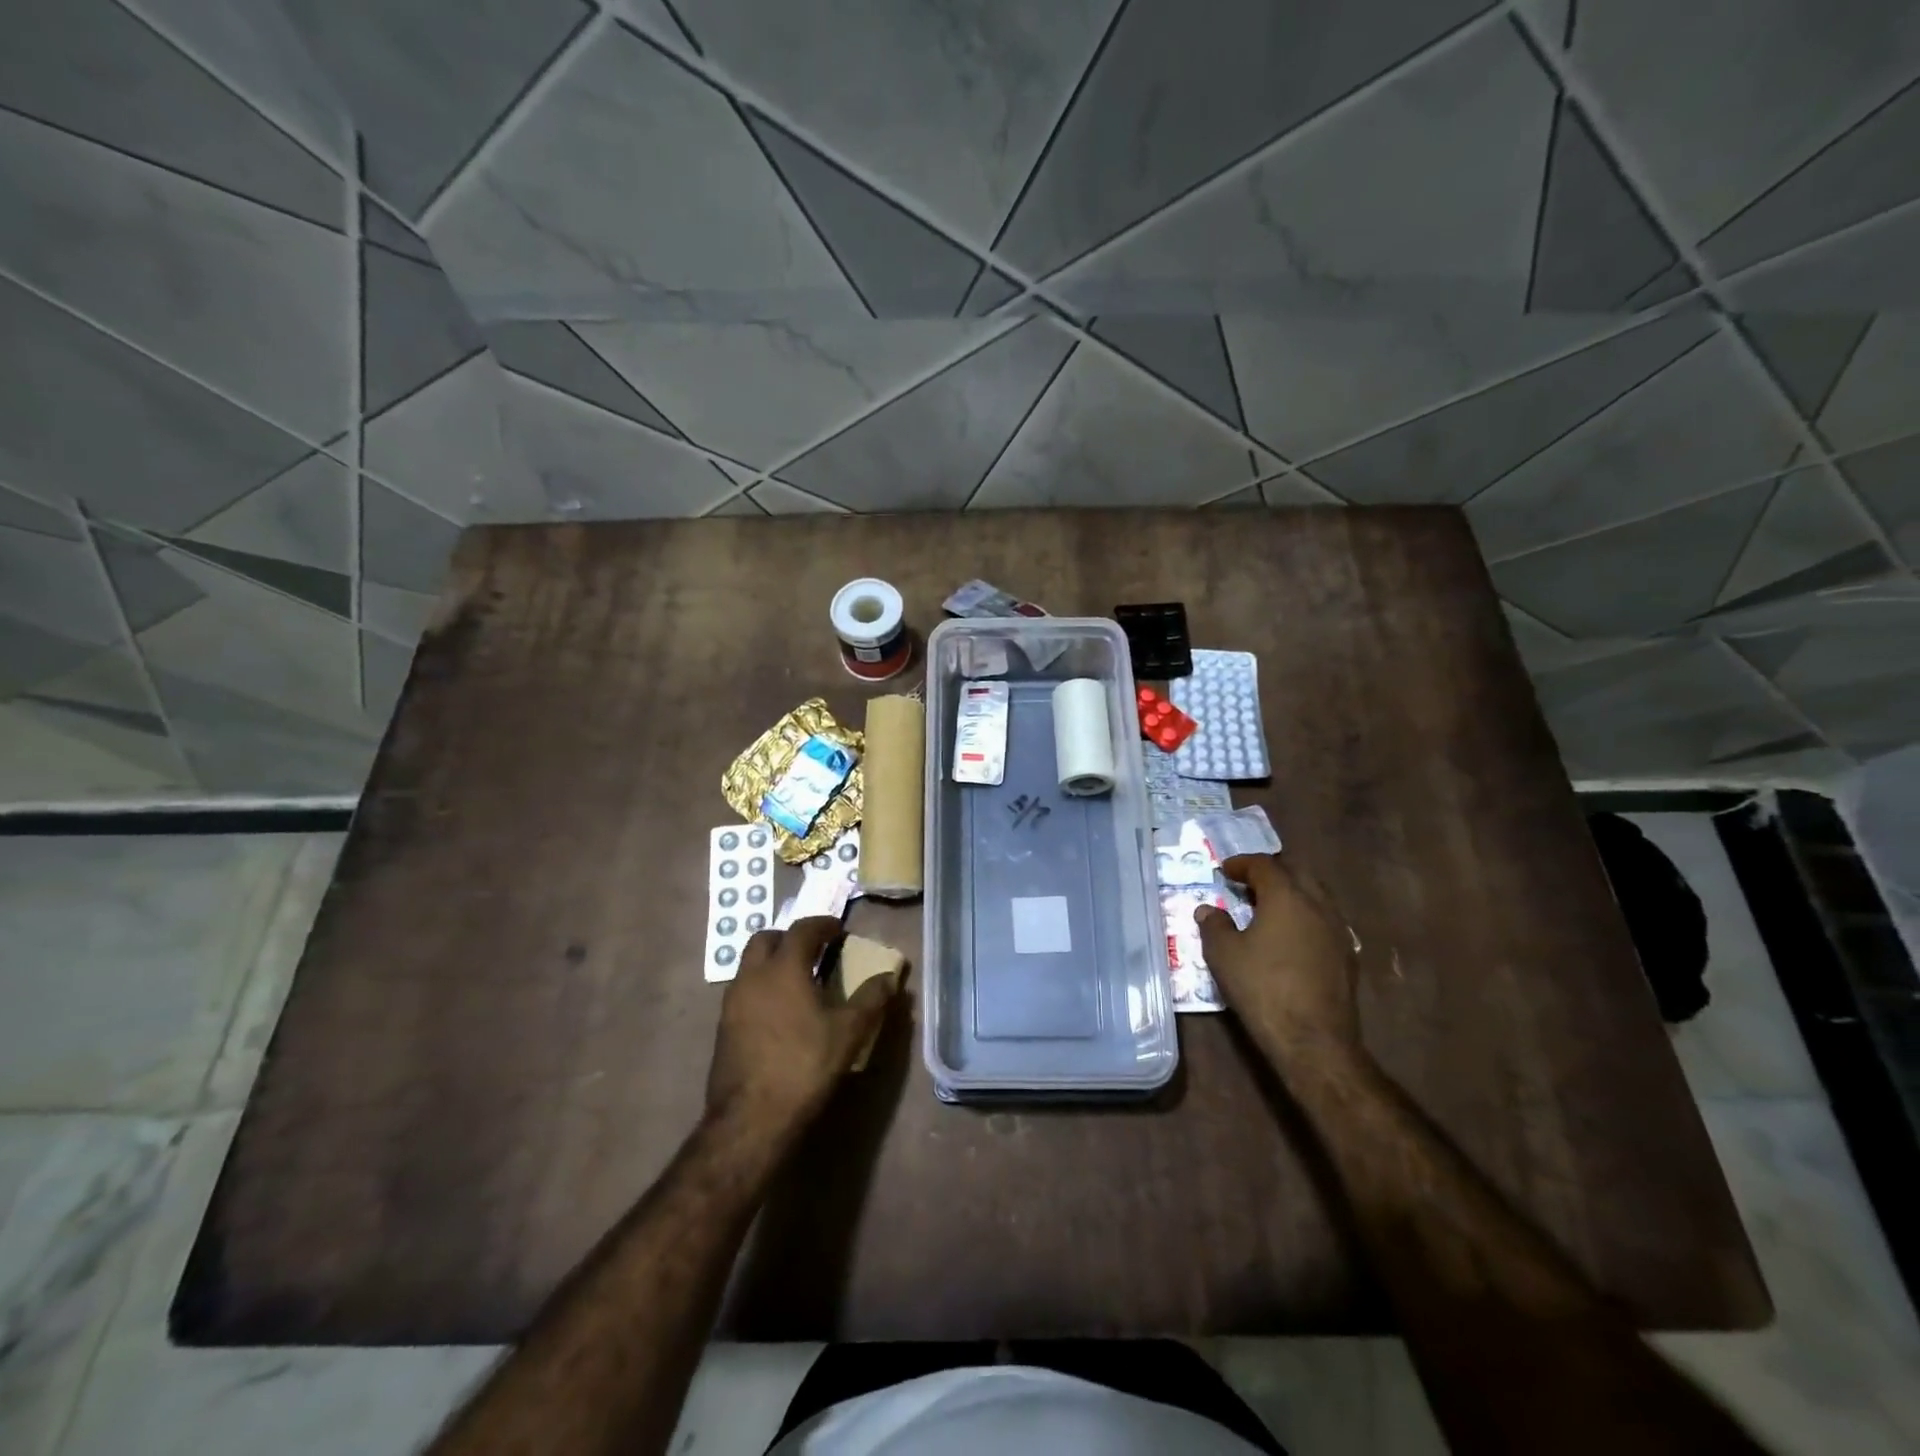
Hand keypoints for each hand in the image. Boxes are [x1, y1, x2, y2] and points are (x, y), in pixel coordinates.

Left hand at [706, 918, 895, 1132]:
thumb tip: (889, 977)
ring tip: (797, 980)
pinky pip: (743, 990)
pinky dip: (762, 986)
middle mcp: (752, 976)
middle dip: (789, 937)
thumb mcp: (849, 1032)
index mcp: (783, 968)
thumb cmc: (804, 1066)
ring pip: (749, 965)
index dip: (823, 924)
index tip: (839, 930)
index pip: (802, 929)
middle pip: (765, 939)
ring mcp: (732, 1002)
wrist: (750, 1119)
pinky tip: (779, 1011)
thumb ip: (871, 999)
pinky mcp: (722, 1027)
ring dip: (772, 961)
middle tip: (813, 949)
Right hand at [1195, 853, 1361, 1073]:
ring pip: (1316, 896)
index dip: (1242, 863)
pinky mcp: (1347, 957)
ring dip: (1291, 894)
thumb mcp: (1224, 955)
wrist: (1313, 1040)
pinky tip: (1290, 937)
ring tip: (1268, 909)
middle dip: (1271, 873)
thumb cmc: (1262, 988)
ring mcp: (1338, 931)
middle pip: (1297, 873)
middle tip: (1248, 884)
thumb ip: (1214, 925)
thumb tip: (1208, 910)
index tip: (1224, 870)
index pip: (1264, 865)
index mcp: (1287, 897)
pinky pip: (1324, 921)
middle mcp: (1318, 905)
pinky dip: (1304, 917)